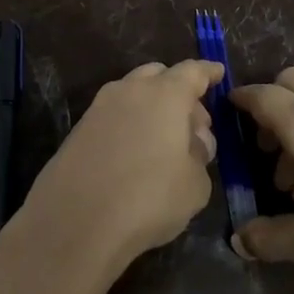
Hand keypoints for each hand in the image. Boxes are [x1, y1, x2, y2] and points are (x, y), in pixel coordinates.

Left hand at [11, 60, 222, 279]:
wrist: (76, 221)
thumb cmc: (149, 198)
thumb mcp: (195, 184)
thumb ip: (199, 154)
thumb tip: (192, 141)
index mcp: (164, 95)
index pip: (192, 72)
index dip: (208, 72)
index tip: (218, 73)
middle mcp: (129, 91)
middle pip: (158, 76)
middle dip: (178, 91)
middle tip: (193, 124)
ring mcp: (98, 108)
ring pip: (131, 94)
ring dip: (151, 108)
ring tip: (164, 142)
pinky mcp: (78, 131)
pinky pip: (112, 116)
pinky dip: (129, 124)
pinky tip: (136, 154)